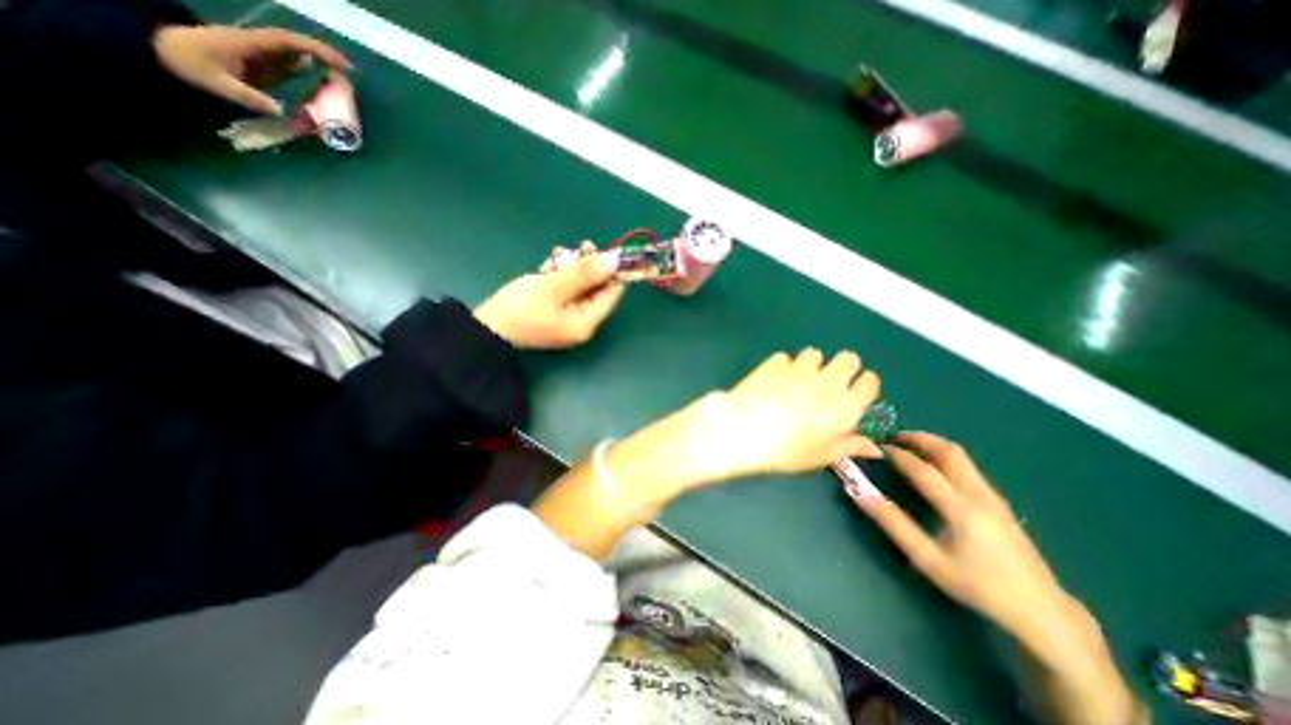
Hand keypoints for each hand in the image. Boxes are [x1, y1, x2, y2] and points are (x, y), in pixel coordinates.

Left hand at [153, 23, 349, 112]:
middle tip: (348, 73)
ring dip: (319, 65)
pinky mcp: (262, 66)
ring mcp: (261, 56)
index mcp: (250, 44)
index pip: (288, 42)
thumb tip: (280, 110)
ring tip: (341, 81)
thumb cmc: (186, 62)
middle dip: (324, 57)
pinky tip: (322, 86)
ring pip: (296, 56)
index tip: (339, 63)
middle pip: (297, 47)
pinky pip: (291, 66)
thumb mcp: (214, 81)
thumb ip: (247, 96)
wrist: (161, 49)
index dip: (315, 50)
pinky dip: (310, 73)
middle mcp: (259, 46)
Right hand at [472, 241, 626, 348]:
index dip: (613, 271)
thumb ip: (584, 274)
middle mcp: (582, 321)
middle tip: (583, 245)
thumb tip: (613, 260)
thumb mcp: (553, 288)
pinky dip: (559, 275)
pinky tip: (549, 265)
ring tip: (557, 254)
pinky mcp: (553, 310)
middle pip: (596, 288)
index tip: (608, 249)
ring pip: (580, 285)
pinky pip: (564, 289)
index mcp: (587, 321)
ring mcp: (567, 316)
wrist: (485, 329)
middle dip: (590, 266)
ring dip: (572, 267)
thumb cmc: (520, 309)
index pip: (612, 294)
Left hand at [690, 350, 883, 483]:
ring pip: (815, 353)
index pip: (870, 382)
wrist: (744, 430)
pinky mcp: (775, 362)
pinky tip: (773, 381)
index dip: (863, 385)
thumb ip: (849, 446)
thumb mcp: (822, 456)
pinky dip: (783, 366)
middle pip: (848, 358)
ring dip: (811, 365)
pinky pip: (785, 358)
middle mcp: (827, 380)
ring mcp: (799, 368)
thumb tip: (872, 447)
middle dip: (843, 368)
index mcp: (846, 405)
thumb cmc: (787, 450)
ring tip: (797, 382)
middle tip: (828, 384)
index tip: (854, 393)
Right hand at [854, 432, 1074, 638]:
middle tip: (893, 437)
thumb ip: (893, 524)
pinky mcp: (1000, 503)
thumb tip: (861, 494)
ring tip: (909, 446)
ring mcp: (994, 497)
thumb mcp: (929, 560)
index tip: (877, 448)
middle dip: (919, 439)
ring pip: (961, 457)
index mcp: (961, 509)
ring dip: (933, 445)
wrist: (1042, 611)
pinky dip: (945, 457)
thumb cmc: (978, 586)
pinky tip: (933, 468)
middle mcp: (979, 495)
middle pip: (949, 452)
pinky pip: (968, 467)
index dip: (897, 455)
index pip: (923, 469)